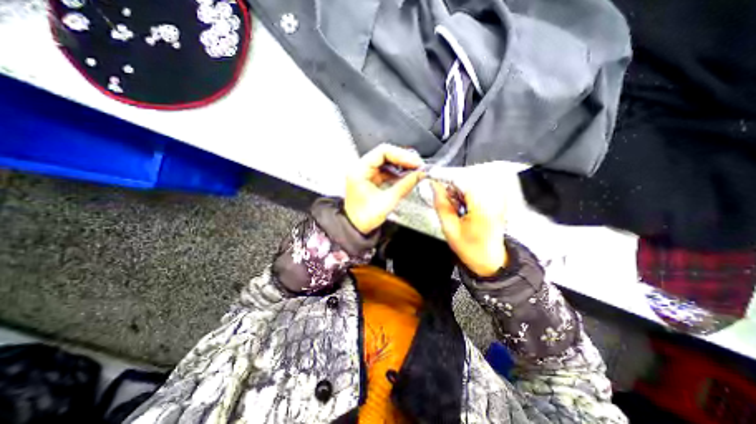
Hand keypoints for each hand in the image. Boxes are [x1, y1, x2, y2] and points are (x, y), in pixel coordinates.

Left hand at [345, 146, 423, 235]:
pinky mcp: (370, 179)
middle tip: (417, 165)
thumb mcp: (387, 201)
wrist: (356, 228)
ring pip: (386, 162)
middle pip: (385, 155)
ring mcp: (365, 173)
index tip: (414, 162)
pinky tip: (406, 176)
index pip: (382, 152)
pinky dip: (396, 172)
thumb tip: (418, 175)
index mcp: (359, 171)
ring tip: (414, 170)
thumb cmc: (364, 218)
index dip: (401, 155)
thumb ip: (404, 186)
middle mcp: (360, 169)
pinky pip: (385, 171)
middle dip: (403, 159)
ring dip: (401, 165)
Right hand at [432, 181, 507, 275]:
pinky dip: (466, 193)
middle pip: (468, 177)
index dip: (445, 176)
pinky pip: (478, 188)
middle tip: (441, 194)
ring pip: (472, 181)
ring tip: (454, 204)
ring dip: (458, 188)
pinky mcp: (497, 201)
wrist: (491, 262)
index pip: (462, 179)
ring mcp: (497, 199)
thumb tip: (434, 186)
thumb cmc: (471, 249)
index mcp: (482, 206)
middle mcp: (493, 198)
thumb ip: (441, 205)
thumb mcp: (450, 229)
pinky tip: (462, 205)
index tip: (432, 177)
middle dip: (451, 183)